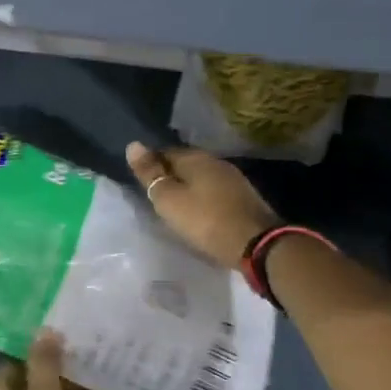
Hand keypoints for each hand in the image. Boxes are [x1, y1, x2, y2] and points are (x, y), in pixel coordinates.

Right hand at [126, 141, 278, 269]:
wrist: (257, 244)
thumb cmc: (205, 220)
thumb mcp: (169, 199)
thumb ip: (150, 173)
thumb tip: (132, 145)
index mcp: (195, 157)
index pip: (164, 152)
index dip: (151, 165)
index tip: (142, 183)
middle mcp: (215, 161)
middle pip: (184, 163)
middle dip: (170, 176)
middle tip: (156, 196)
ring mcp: (233, 178)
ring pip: (201, 177)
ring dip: (188, 187)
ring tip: (176, 205)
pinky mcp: (243, 197)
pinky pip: (215, 191)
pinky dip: (204, 198)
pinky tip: (200, 212)